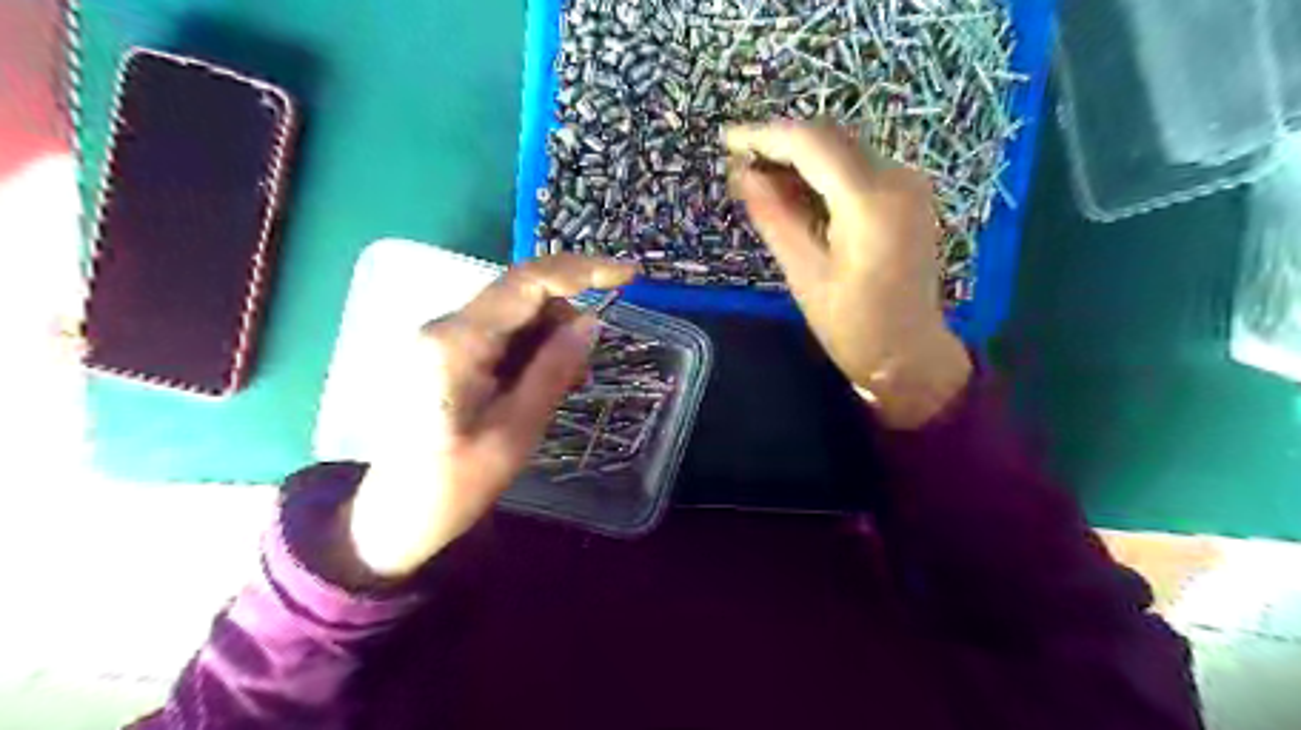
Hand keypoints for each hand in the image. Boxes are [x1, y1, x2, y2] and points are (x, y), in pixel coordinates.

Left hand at [348, 254, 638, 576]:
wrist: (394, 518)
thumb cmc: (455, 484)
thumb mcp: (517, 430)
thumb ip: (553, 369)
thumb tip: (591, 321)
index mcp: (458, 342)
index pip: (527, 281)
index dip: (583, 270)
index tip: (629, 276)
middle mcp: (446, 326)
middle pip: (522, 295)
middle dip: (567, 318)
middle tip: (587, 369)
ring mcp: (443, 338)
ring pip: (516, 314)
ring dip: (552, 339)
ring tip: (568, 385)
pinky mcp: (448, 353)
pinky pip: (502, 335)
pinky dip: (532, 351)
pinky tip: (544, 384)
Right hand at [726, 116, 968, 427]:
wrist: (910, 353)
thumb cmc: (852, 325)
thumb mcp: (804, 273)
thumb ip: (773, 216)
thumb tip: (741, 173)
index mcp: (870, 200)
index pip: (811, 143)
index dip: (764, 135)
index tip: (727, 140)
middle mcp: (897, 177)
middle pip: (829, 137)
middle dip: (781, 143)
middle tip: (739, 163)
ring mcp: (908, 183)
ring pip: (843, 148)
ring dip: (800, 156)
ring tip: (759, 177)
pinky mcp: (908, 195)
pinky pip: (857, 167)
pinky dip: (823, 171)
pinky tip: (796, 190)